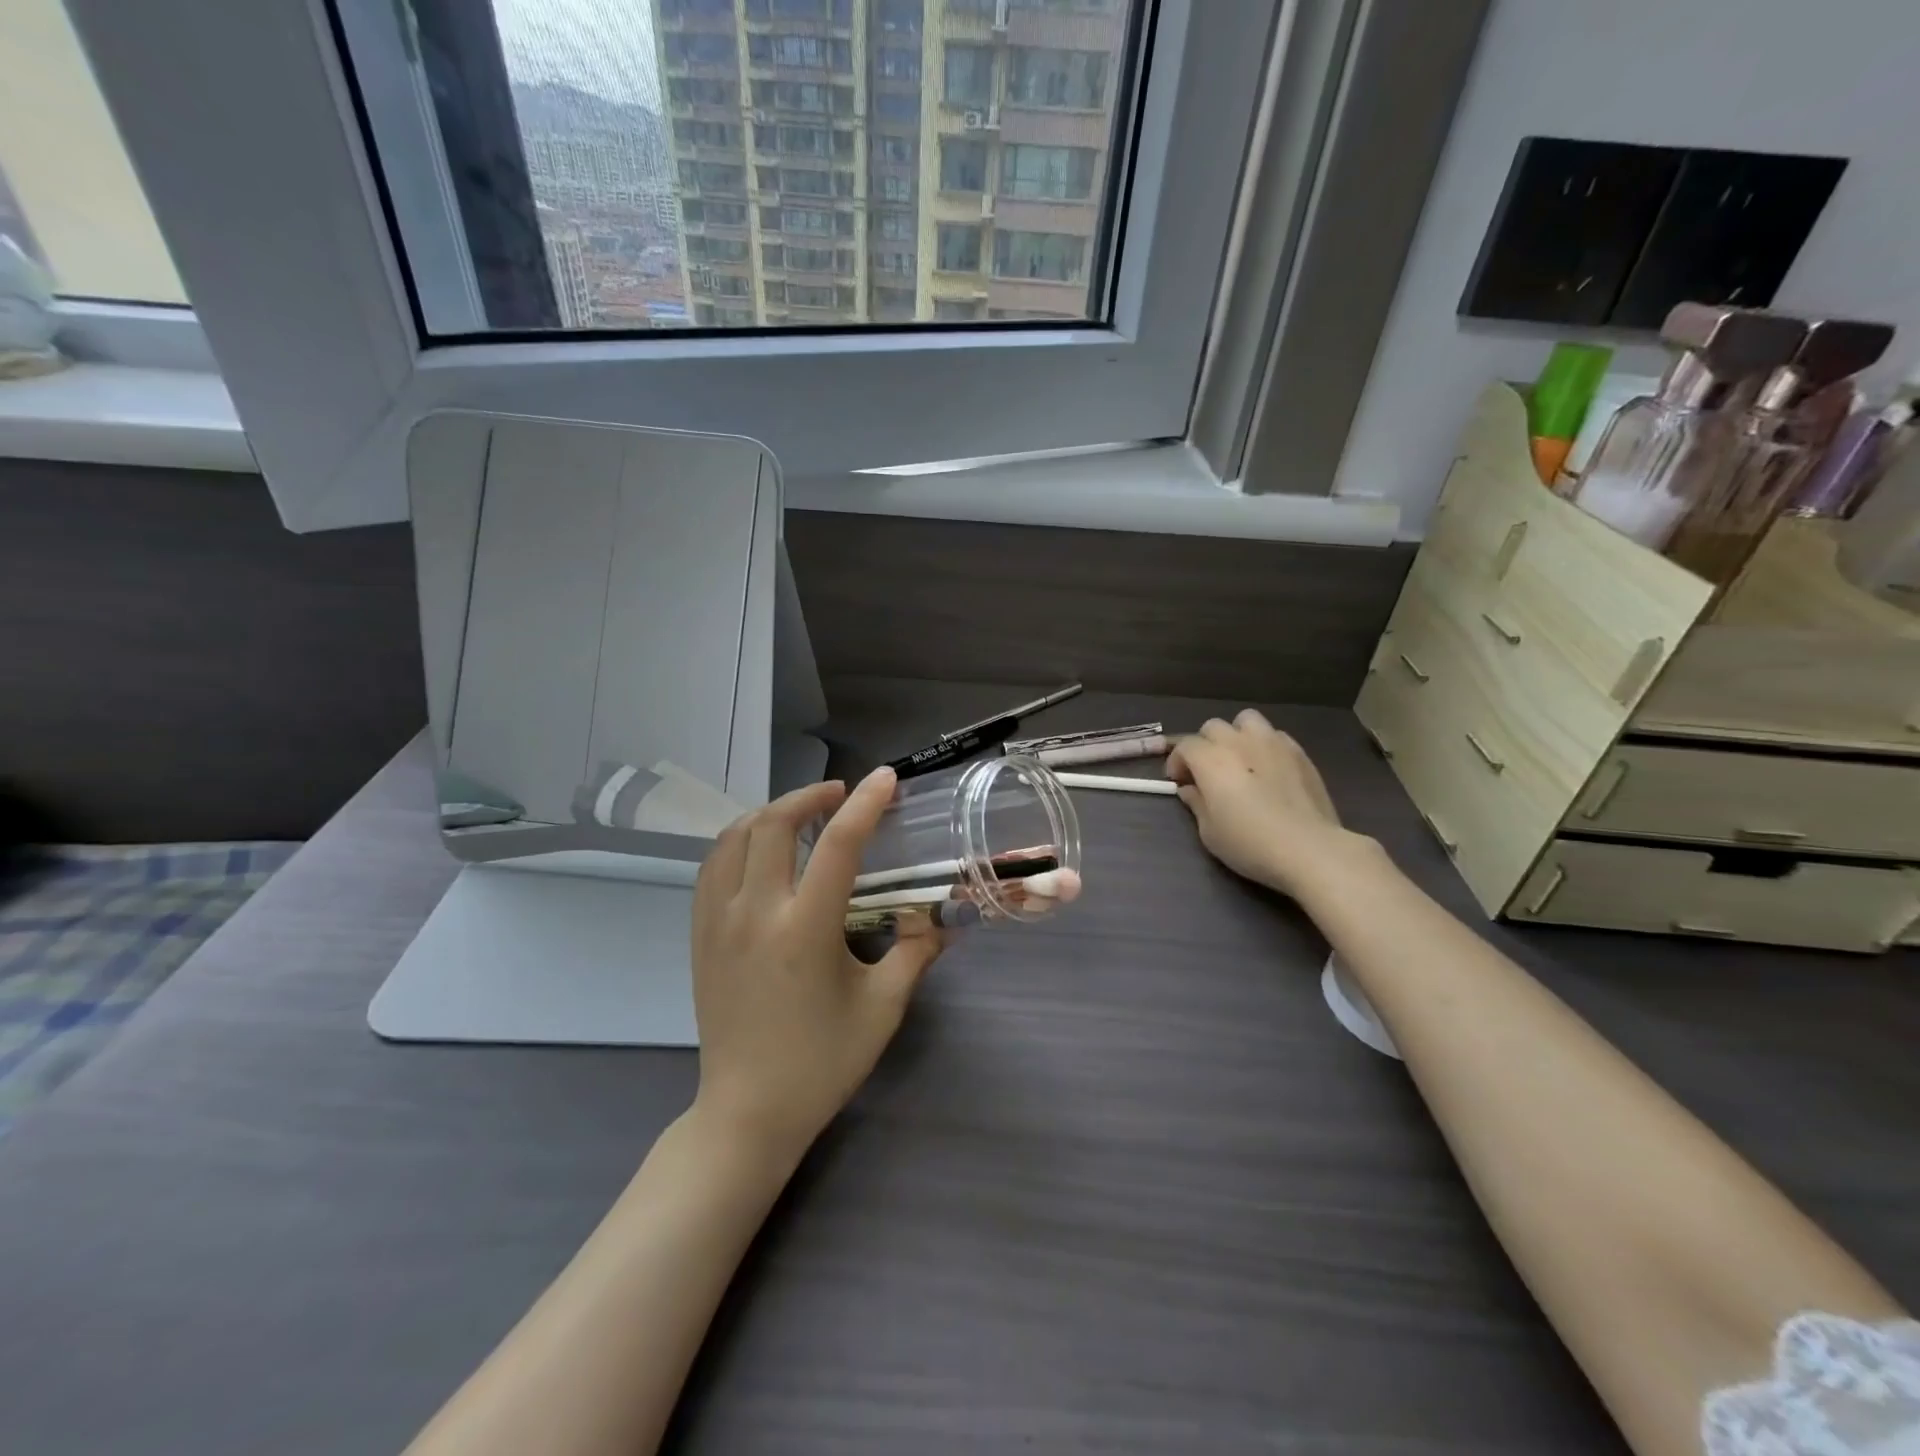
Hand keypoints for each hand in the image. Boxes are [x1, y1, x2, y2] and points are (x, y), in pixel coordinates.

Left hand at [690, 766, 942, 1165]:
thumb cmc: (822, 1062)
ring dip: (771, 812)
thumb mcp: (883, 1007)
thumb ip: (916, 952)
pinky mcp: (699, 934)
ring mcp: (718, 921)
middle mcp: (755, 913)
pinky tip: (761, 849)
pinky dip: (739, 840)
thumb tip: (943, 916)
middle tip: (841, 794)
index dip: (865, 804)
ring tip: (803, 815)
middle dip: (810, 796)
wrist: (748, 1111)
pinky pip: (712, 865)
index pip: (838, 845)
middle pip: (774, 823)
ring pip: (735, 836)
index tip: (885, 778)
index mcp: (805, 930)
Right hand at [1166, 710, 1367, 897]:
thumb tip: (1190, 789)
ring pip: (1246, 720)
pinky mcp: (1298, 751)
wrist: (1308, 848)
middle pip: (1213, 727)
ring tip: (1240, 759)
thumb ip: (1196, 803)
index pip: (1185, 746)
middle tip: (1207, 772)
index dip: (1177, 762)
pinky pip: (1274, 735)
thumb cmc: (1249, 843)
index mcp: (1211, 759)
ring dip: (1236, 735)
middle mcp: (1238, 742)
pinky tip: (1268, 768)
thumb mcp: (1209, 831)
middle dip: (1204, 745)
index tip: (1179, 782)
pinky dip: (1264, 745)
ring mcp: (1272, 742)